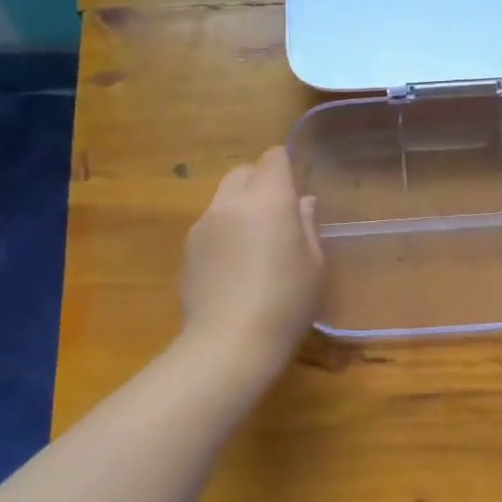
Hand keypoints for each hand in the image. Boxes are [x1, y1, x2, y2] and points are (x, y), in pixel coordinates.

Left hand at [181, 147, 323, 376]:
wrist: (229, 342)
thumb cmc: (286, 303)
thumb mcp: (313, 265)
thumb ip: (308, 225)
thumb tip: (303, 202)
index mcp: (268, 201)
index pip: (273, 159)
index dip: (284, 167)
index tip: (294, 187)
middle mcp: (231, 203)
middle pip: (243, 172)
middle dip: (259, 182)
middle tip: (276, 214)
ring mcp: (203, 224)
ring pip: (222, 197)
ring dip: (239, 206)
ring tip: (254, 243)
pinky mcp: (187, 248)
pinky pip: (210, 224)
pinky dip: (224, 230)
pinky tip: (233, 265)